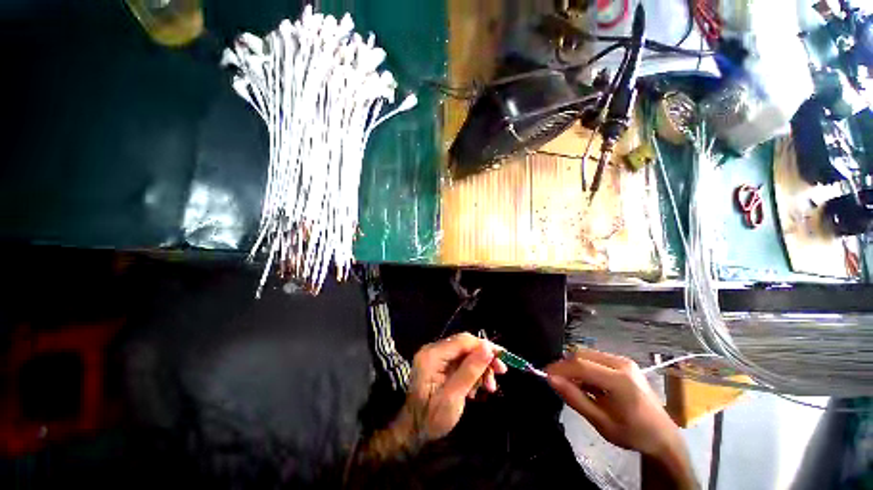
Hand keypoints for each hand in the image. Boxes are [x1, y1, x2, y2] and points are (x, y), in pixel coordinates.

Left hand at [400, 332, 506, 442]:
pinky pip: (461, 362)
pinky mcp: (439, 364)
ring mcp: (436, 357)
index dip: (484, 346)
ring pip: (465, 354)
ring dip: (479, 368)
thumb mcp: (453, 397)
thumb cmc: (431, 418)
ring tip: (489, 387)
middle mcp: (433, 350)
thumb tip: (488, 348)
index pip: (463, 341)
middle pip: (465, 346)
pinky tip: (475, 389)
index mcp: (432, 355)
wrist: (413, 432)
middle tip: (500, 372)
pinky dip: (471, 373)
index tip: (502, 358)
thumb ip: (470, 371)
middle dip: (483, 359)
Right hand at [546, 348, 682, 457]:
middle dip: (565, 366)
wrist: (663, 436)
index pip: (581, 365)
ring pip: (586, 354)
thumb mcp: (601, 422)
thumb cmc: (633, 433)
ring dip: (574, 366)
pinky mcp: (624, 362)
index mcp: (620, 381)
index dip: (559, 368)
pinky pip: (595, 357)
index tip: (544, 374)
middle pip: (582, 355)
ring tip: (572, 384)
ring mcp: (624, 361)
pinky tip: (586, 383)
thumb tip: (551, 379)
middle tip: (557, 381)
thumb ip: (574, 398)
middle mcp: (621, 364)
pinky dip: (584, 367)